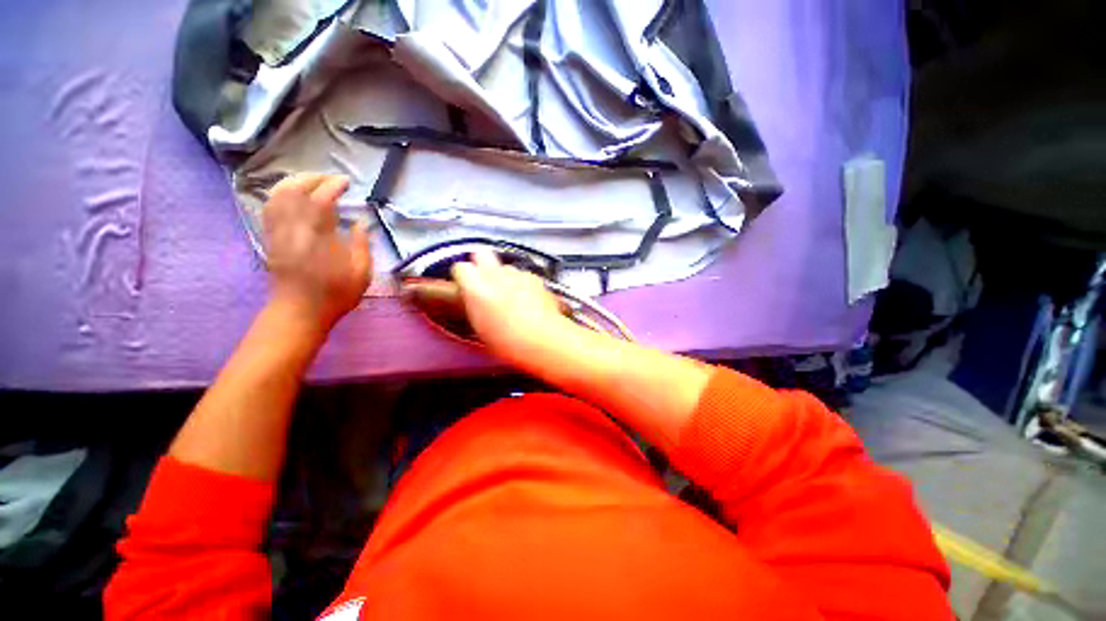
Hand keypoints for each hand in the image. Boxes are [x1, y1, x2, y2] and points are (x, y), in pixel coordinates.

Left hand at [262, 173, 371, 330]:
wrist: (300, 311)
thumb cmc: (335, 294)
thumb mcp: (361, 273)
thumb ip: (361, 245)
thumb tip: (360, 223)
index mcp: (320, 238)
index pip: (321, 200)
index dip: (333, 185)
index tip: (346, 181)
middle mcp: (295, 229)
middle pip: (295, 191)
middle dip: (313, 178)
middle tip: (330, 178)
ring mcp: (279, 232)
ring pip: (278, 195)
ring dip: (294, 182)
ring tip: (311, 181)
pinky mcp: (270, 238)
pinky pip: (269, 208)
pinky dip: (279, 194)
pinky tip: (290, 194)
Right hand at [450, 251, 577, 368]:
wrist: (543, 338)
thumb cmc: (507, 341)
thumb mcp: (480, 328)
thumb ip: (474, 306)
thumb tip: (473, 301)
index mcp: (476, 288)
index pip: (460, 268)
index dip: (462, 277)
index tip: (465, 288)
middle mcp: (495, 275)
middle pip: (482, 254)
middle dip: (481, 264)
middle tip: (484, 283)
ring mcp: (517, 274)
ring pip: (505, 267)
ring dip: (505, 276)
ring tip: (511, 295)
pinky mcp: (536, 278)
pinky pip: (524, 275)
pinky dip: (524, 284)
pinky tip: (529, 299)